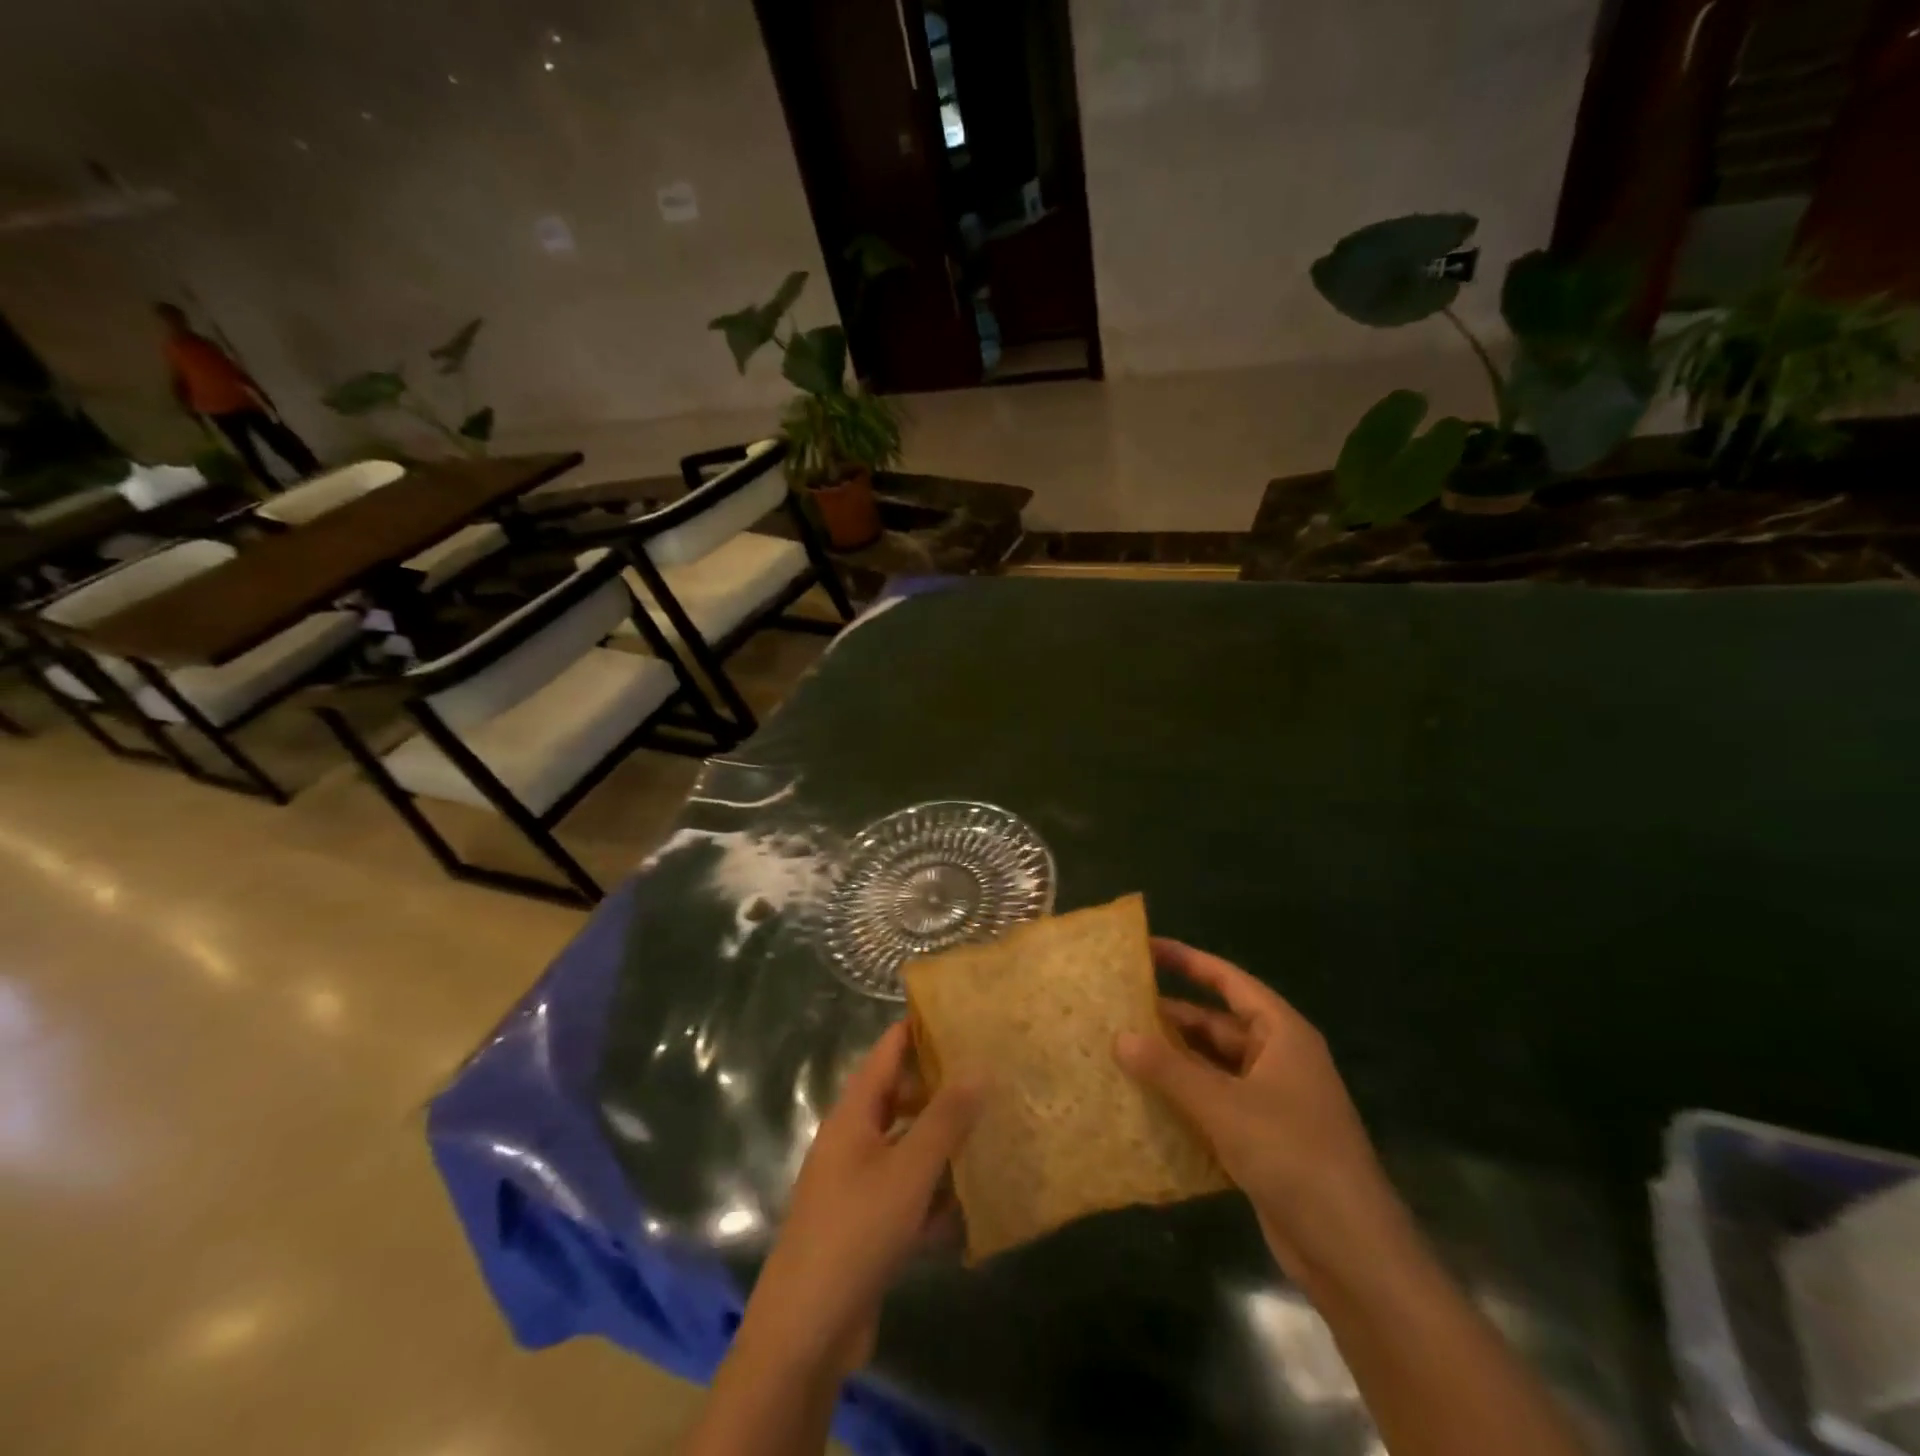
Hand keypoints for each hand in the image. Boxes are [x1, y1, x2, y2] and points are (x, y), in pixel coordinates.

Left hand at [735, 1022, 980, 1379]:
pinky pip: (907, 1194)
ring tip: (990, 1133)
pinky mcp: (866, 1227)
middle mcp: (852, 1142)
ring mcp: (857, 1186)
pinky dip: (933, 1195)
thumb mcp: (908, 1171)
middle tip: (989, 1077)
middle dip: (939, 1088)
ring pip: (907, 1148)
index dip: (918, 1029)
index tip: (960, 1014)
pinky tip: (970, 1205)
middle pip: (898, 1098)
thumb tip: (978, 1069)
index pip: (886, 1052)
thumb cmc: (856, 1233)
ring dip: (942, 1144)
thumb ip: (944, 1120)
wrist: (806, 1333)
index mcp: (853, 1115)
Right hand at [1114, 939, 1408, 1282]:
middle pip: (1215, 1025)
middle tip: (1116, 1008)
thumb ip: (1169, 1069)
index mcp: (1281, 1034)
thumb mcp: (1224, 1107)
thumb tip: (1119, 1036)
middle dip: (1169, 1018)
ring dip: (1172, 1062)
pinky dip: (1182, 1098)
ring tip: (1118, 1051)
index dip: (1188, 961)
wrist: (1351, 1252)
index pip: (1228, 981)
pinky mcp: (1261, 1138)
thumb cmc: (1293, 1156)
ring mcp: (1270, 1100)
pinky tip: (1142, 1100)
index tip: (1145, 948)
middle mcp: (1276, 1059)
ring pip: (1210, 1066)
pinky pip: (1213, 1103)